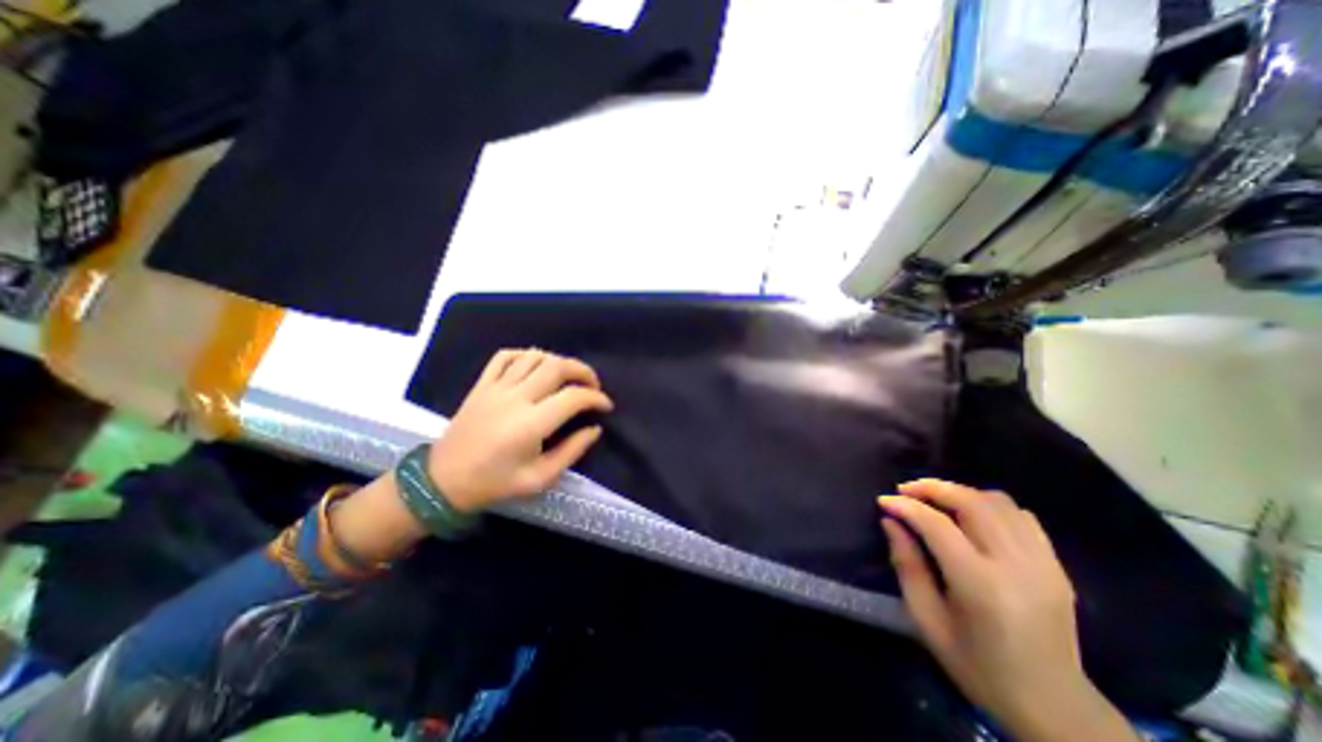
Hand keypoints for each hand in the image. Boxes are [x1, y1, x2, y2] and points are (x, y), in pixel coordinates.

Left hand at [430, 350, 613, 511]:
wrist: (442, 481)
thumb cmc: (494, 484)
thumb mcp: (539, 479)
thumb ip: (572, 452)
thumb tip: (595, 429)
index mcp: (530, 424)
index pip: (573, 397)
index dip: (596, 398)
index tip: (605, 406)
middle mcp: (515, 398)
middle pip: (557, 367)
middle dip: (583, 371)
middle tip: (593, 385)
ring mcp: (495, 388)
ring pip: (534, 356)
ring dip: (558, 362)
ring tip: (568, 377)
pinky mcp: (481, 385)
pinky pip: (505, 356)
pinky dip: (526, 354)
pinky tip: (536, 366)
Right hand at [876, 478, 1136, 737]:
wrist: (1054, 707)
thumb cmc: (976, 665)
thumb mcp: (926, 619)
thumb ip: (907, 565)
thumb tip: (891, 522)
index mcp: (980, 585)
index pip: (937, 525)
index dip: (906, 506)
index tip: (884, 500)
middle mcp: (1016, 566)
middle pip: (972, 503)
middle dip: (933, 488)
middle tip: (906, 489)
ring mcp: (1044, 564)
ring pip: (999, 503)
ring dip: (961, 493)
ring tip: (935, 500)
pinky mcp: (1057, 567)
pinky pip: (1022, 517)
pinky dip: (991, 506)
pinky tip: (972, 517)